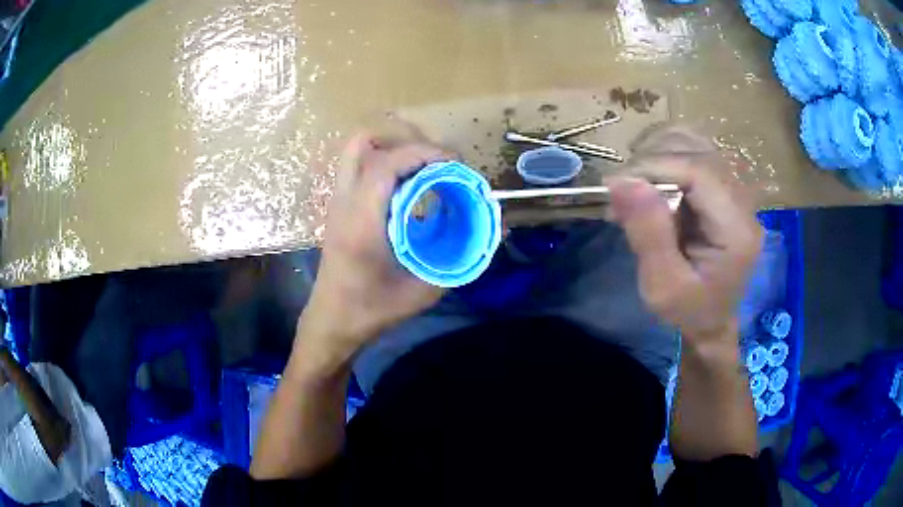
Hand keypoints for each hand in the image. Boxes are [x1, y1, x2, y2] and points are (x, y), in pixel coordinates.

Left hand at [302, 131, 452, 354]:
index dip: (424, 153)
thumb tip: (492, 233)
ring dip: (392, 147)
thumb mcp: (422, 291)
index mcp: (361, 222)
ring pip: (357, 150)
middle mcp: (344, 203)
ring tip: (424, 165)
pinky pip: (360, 165)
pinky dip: (385, 161)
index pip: (385, 164)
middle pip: (363, 142)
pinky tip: (407, 184)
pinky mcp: (339, 206)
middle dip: (404, 139)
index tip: (455, 162)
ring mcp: (337, 202)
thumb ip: (459, 262)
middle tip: (435, 159)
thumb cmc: (372, 309)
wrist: (333, 320)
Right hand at [608, 126, 763, 343]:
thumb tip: (622, 181)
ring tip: (632, 182)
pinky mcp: (722, 187)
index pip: (700, 172)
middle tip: (620, 189)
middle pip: (697, 150)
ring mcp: (734, 191)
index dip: (655, 167)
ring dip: (656, 153)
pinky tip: (648, 178)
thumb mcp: (663, 287)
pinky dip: (664, 155)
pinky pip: (692, 152)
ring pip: (694, 143)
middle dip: (652, 159)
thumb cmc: (688, 311)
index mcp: (737, 230)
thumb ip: (648, 234)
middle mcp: (743, 202)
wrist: (711, 320)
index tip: (615, 184)